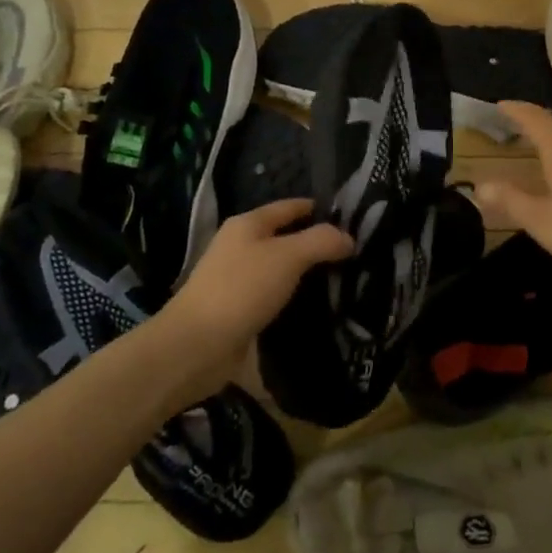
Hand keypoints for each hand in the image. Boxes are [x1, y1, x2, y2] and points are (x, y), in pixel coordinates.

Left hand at [155, 198, 352, 401]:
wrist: (197, 345)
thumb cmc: (242, 289)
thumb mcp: (288, 257)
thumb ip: (321, 242)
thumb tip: (348, 238)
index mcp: (247, 224)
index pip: (289, 207)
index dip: (317, 209)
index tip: (350, 218)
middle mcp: (240, 247)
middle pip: (285, 238)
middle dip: (316, 244)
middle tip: (354, 253)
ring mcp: (237, 280)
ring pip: (281, 270)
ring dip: (306, 275)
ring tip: (344, 281)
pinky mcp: (239, 311)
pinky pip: (274, 298)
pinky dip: (294, 300)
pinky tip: (318, 309)